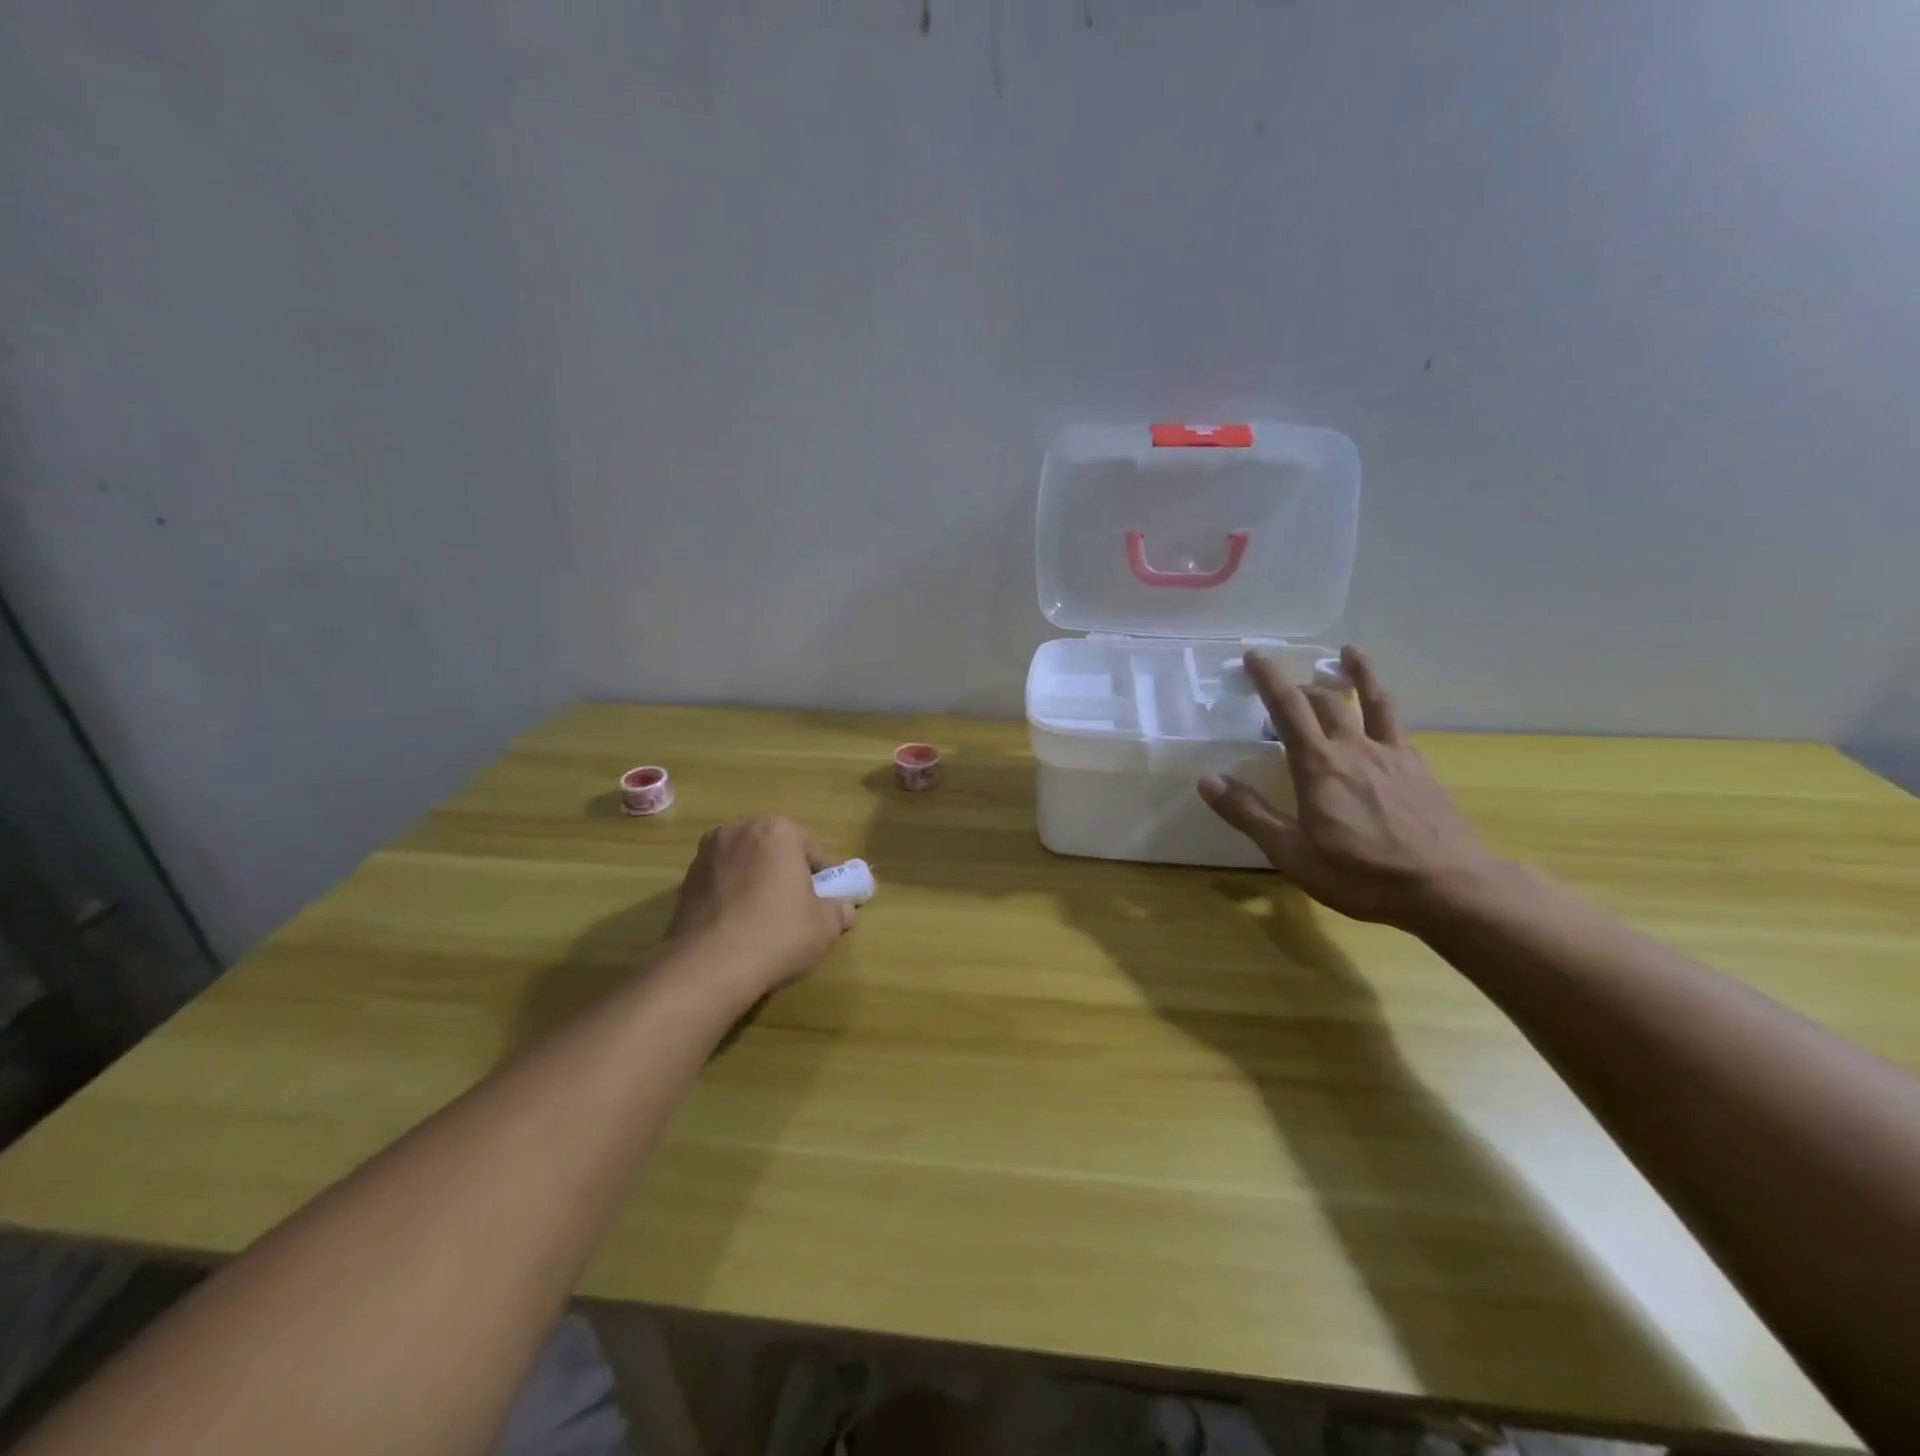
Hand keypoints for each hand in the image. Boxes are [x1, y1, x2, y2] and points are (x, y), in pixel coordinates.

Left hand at [666, 818, 853, 995]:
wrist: (709, 967)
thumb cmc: (778, 933)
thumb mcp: (826, 925)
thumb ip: (840, 909)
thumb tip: (843, 908)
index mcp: (777, 830)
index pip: (812, 851)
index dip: (823, 879)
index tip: (826, 903)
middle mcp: (738, 831)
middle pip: (774, 852)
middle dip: (786, 875)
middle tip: (797, 910)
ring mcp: (705, 856)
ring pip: (745, 867)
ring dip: (756, 885)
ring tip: (764, 922)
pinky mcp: (683, 883)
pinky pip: (721, 885)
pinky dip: (732, 899)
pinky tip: (738, 930)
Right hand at [1198, 646, 1504, 932]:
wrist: (1450, 887)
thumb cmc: (1362, 874)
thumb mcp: (1292, 853)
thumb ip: (1249, 814)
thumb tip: (1207, 780)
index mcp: (1318, 765)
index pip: (1288, 708)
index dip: (1269, 679)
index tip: (1254, 655)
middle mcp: (1354, 748)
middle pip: (1326, 701)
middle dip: (1300, 685)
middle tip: (1284, 685)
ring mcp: (1392, 755)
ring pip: (1371, 701)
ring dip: (1357, 673)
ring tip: (1349, 653)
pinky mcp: (1418, 768)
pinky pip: (1397, 724)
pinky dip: (1385, 704)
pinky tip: (1383, 711)